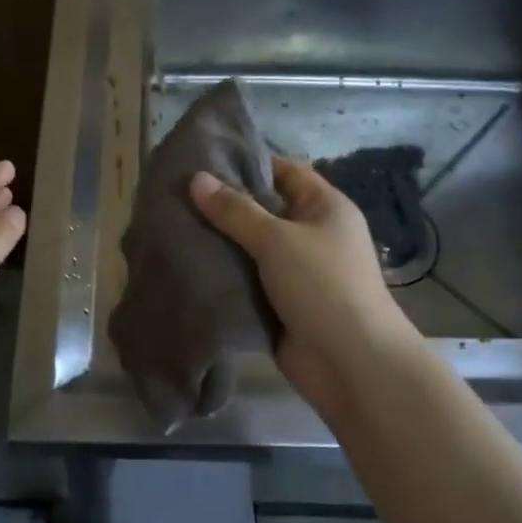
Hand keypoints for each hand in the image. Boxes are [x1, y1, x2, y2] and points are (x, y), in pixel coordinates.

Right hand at [190, 156, 419, 414]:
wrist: (351, 364)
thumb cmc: (322, 285)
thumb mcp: (277, 239)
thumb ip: (235, 210)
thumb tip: (196, 179)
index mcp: (324, 207)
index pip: (284, 171)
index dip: (247, 163)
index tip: (202, 158)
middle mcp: (312, 234)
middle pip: (263, 210)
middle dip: (223, 205)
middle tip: (175, 194)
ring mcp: (296, 271)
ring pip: (250, 248)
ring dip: (219, 242)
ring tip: (170, 225)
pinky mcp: (280, 303)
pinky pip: (247, 280)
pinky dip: (223, 275)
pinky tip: (185, 264)